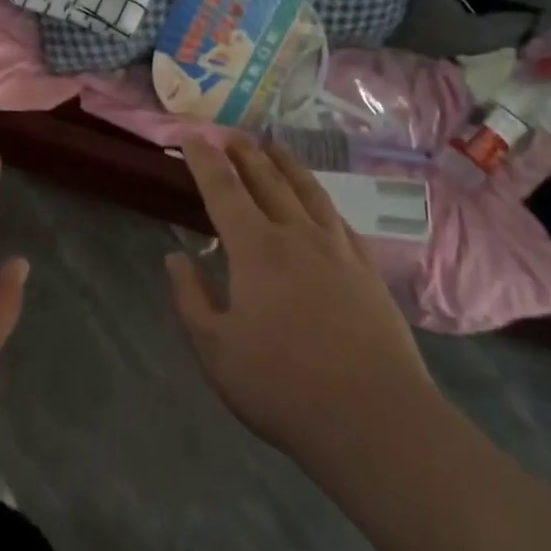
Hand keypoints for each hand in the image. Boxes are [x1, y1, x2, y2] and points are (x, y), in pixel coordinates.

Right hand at [167, 135, 434, 467]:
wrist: (374, 417)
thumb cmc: (283, 385)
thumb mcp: (216, 349)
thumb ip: (191, 298)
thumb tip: (176, 257)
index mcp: (256, 249)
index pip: (223, 190)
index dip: (205, 160)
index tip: (192, 136)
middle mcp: (297, 235)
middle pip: (267, 180)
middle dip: (244, 153)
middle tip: (229, 133)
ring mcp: (338, 249)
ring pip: (308, 191)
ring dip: (286, 164)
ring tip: (273, 146)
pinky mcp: (367, 270)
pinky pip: (339, 219)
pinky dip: (321, 199)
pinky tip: (320, 202)